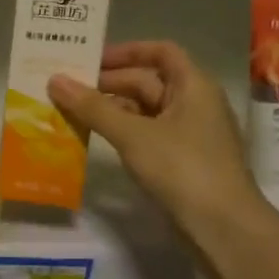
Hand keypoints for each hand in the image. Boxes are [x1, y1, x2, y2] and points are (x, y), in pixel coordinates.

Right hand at [48, 41, 267, 240]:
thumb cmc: (182, 168)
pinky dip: (122, 132)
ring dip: (112, 109)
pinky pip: (147, 134)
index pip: (161, 52)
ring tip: (73, 113)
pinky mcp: (182, 160)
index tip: (91, 59)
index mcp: (193, 86)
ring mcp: (190, 134)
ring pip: (146, 110)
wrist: (222, 226)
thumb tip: (55, 80)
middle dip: (109, 84)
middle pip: (149, 81)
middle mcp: (195, 103)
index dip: (127, 51)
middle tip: (68, 90)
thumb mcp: (132, 134)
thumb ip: (92, 107)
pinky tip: (96, 139)